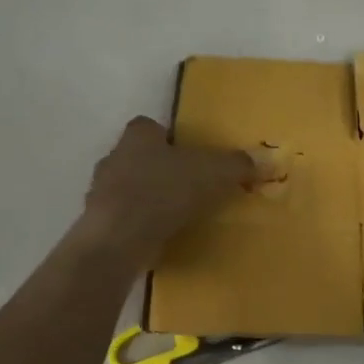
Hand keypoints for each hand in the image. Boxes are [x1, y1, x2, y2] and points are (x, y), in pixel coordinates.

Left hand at [79, 117, 254, 264]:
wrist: (120, 237)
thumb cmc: (166, 190)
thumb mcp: (214, 172)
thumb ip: (238, 165)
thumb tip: (265, 161)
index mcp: (138, 136)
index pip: (147, 126)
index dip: (165, 136)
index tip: (184, 152)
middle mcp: (114, 158)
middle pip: (135, 157)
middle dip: (156, 167)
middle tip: (184, 183)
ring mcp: (100, 192)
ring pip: (126, 188)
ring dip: (145, 198)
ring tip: (173, 213)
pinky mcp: (98, 224)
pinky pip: (121, 219)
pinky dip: (138, 225)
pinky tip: (158, 236)